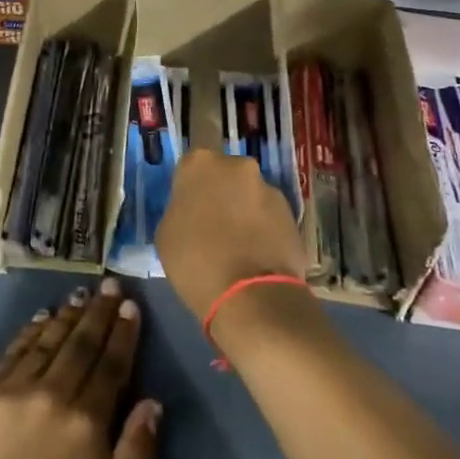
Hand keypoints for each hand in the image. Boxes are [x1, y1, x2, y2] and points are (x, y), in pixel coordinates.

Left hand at [0, 278, 160, 458]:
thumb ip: (135, 454)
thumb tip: (152, 403)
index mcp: (86, 420)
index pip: (111, 365)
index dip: (123, 333)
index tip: (131, 306)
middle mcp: (52, 393)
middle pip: (81, 343)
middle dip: (99, 312)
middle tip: (110, 285)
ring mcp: (14, 387)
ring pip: (48, 340)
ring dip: (67, 315)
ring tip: (81, 295)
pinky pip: (13, 350)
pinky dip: (31, 331)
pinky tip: (41, 317)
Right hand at [154, 149, 307, 321]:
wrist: (251, 295)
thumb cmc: (195, 261)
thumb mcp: (166, 233)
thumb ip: (180, 209)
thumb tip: (195, 212)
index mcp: (200, 163)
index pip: (191, 166)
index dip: (190, 189)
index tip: (189, 210)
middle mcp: (238, 166)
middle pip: (226, 176)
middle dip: (221, 195)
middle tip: (213, 226)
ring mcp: (269, 189)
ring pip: (250, 196)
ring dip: (244, 212)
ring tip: (239, 247)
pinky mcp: (292, 214)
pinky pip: (269, 217)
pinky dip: (263, 230)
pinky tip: (257, 256)